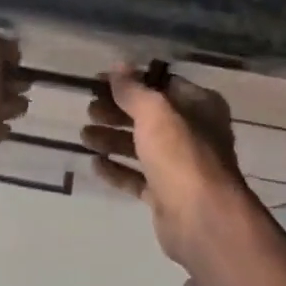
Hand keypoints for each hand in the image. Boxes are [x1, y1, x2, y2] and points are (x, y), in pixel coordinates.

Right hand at [82, 65, 254, 266]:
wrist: (201, 219)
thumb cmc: (182, 156)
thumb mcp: (155, 113)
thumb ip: (134, 90)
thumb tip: (118, 66)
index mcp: (200, 107)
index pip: (162, 84)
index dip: (130, 81)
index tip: (98, 82)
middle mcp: (193, 133)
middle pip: (149, 116)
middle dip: (118, 112)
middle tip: (89, 110)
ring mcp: (180, 166)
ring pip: (141, 147)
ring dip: (113, 139)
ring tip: (84, 136)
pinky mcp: (166, 195)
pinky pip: (137, 178)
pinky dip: (117, 170)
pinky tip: (94, 164)